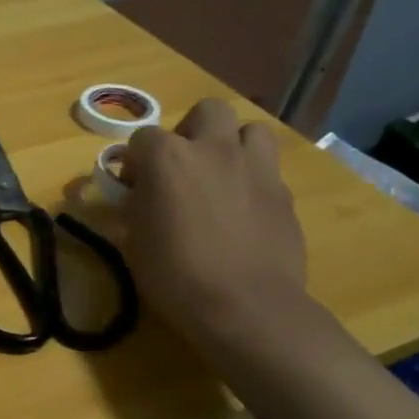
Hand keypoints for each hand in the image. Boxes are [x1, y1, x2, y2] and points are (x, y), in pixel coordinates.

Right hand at [117, 97, 308, 344]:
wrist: (246, 307)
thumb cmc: (174, 275)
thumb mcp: (133, 242)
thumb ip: (134, 208)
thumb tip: (137, 198)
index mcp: (168, 158)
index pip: (142, 138)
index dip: (135, 161)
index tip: (133, 188)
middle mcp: (214, 149)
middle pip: (208, 111)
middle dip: (193, 131)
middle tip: (184, 167)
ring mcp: (256, 168)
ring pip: (251, 130)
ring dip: (234, 146)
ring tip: (222, 177)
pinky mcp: (284, 194)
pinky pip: (268, 171)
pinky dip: (253, 182)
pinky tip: (244, 213)